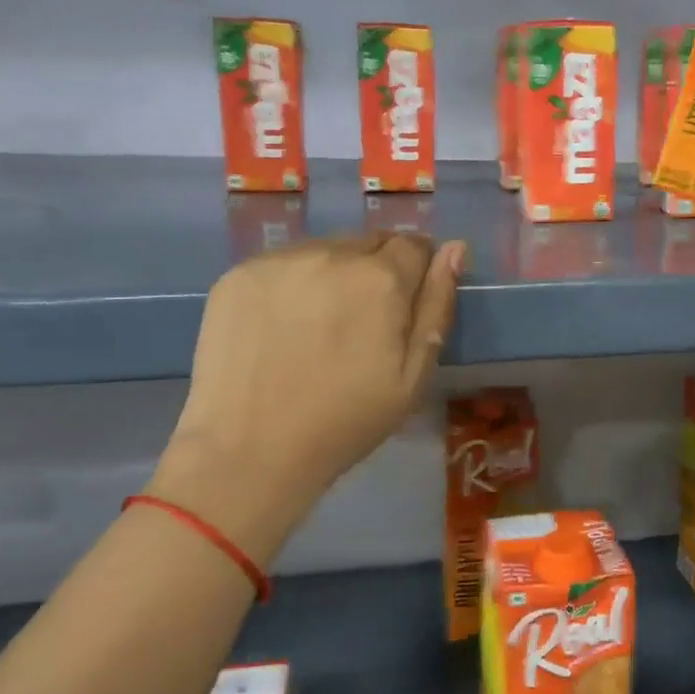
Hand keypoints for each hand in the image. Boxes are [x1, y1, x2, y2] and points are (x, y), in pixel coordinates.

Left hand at [150, 233, 463, 557]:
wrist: (249, 451)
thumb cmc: (345, 421)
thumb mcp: (413, 376)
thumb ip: (437, 305)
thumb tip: (455, 248)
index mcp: (382, 279)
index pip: (414, 245)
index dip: (417, 271)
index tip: (404, 306)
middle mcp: (332, 254)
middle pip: (370, 242)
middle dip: (376, 269)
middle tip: (363, 321)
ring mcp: (280, 261)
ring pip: (325, 249)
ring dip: (335, 272)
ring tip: (320, 324)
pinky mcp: (239, 274)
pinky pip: (283, 263)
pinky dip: (293, 283)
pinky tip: (283, 324)